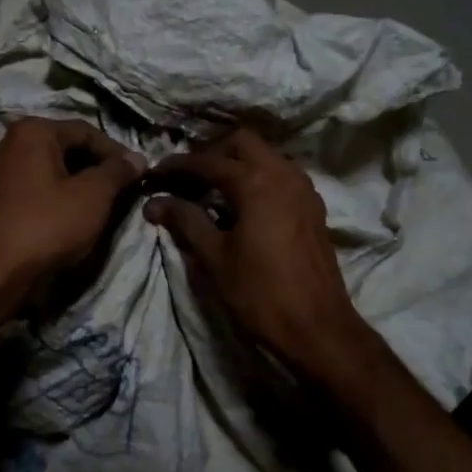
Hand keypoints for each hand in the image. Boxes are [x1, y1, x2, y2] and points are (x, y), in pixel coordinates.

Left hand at [0, 118, 145, 294]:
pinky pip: (39, 187)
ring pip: (54, 169)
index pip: (86, 131)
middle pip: (68, 147)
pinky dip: (61, 196)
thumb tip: (138, 159)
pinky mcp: (0, 199)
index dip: (116, 152)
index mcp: (33, 131)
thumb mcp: (93, 195)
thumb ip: (117, 171)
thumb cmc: (49, 223)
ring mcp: (2, 172)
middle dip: (98, 167)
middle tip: (124, 190)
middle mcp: (12, 143)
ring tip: (106, 204)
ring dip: (81, 183)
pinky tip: (77, 216)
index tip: (139, 174)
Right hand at [144, 129, 369, 376]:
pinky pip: (281, 176)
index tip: (154, 174)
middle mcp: (284, 175)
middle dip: (212, 153)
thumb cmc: (260, 294)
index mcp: (257, 183)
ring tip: (212, 192)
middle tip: (188, 179)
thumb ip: (185, 221)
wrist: (317, 329)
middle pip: (243, 142)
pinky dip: (258, 179)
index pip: (208, 161)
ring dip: (238, 164)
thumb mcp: (214, 257)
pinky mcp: (313, 208)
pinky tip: (242, 207)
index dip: (178, 165)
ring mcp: (304, 190)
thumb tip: (154, 202)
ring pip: (266, 156)